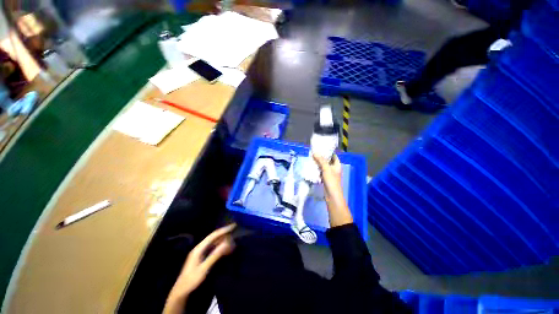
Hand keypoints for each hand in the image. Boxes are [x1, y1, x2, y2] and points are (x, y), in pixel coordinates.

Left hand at [168, 224, 235, 298]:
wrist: (181, 291)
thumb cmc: (192, 280)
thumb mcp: (204, 268)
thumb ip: (215, 255)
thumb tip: (226, 243)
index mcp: (199, 248)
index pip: (213, 235)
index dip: (223, 230)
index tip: (233, 226)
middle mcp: (199, 248)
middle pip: (213, 237)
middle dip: (224, 233)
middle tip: (234, 230)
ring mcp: (200, 252)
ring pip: (213, 242)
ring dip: (222, 239)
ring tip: (232, 238)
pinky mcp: (202, 257)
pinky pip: (212, 248)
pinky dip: (220, 246)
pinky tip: (225, 247)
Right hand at [312, 154, 342, 201]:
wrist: (332, 195)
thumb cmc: (331, 181)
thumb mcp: (326, 169)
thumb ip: (321, 160)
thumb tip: (315, 153)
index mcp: (337, 165)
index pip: (334, 156)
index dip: (328, 152)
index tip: (321, 148)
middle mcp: (334, 169)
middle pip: (328, 161)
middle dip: (321, 157)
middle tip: (314, 153)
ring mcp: (330, 174)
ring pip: (324, 166)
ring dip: (318, 163)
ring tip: (312, 159)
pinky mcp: (325, 179)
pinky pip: (321, 172)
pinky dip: (317, 169)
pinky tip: (312, 167)